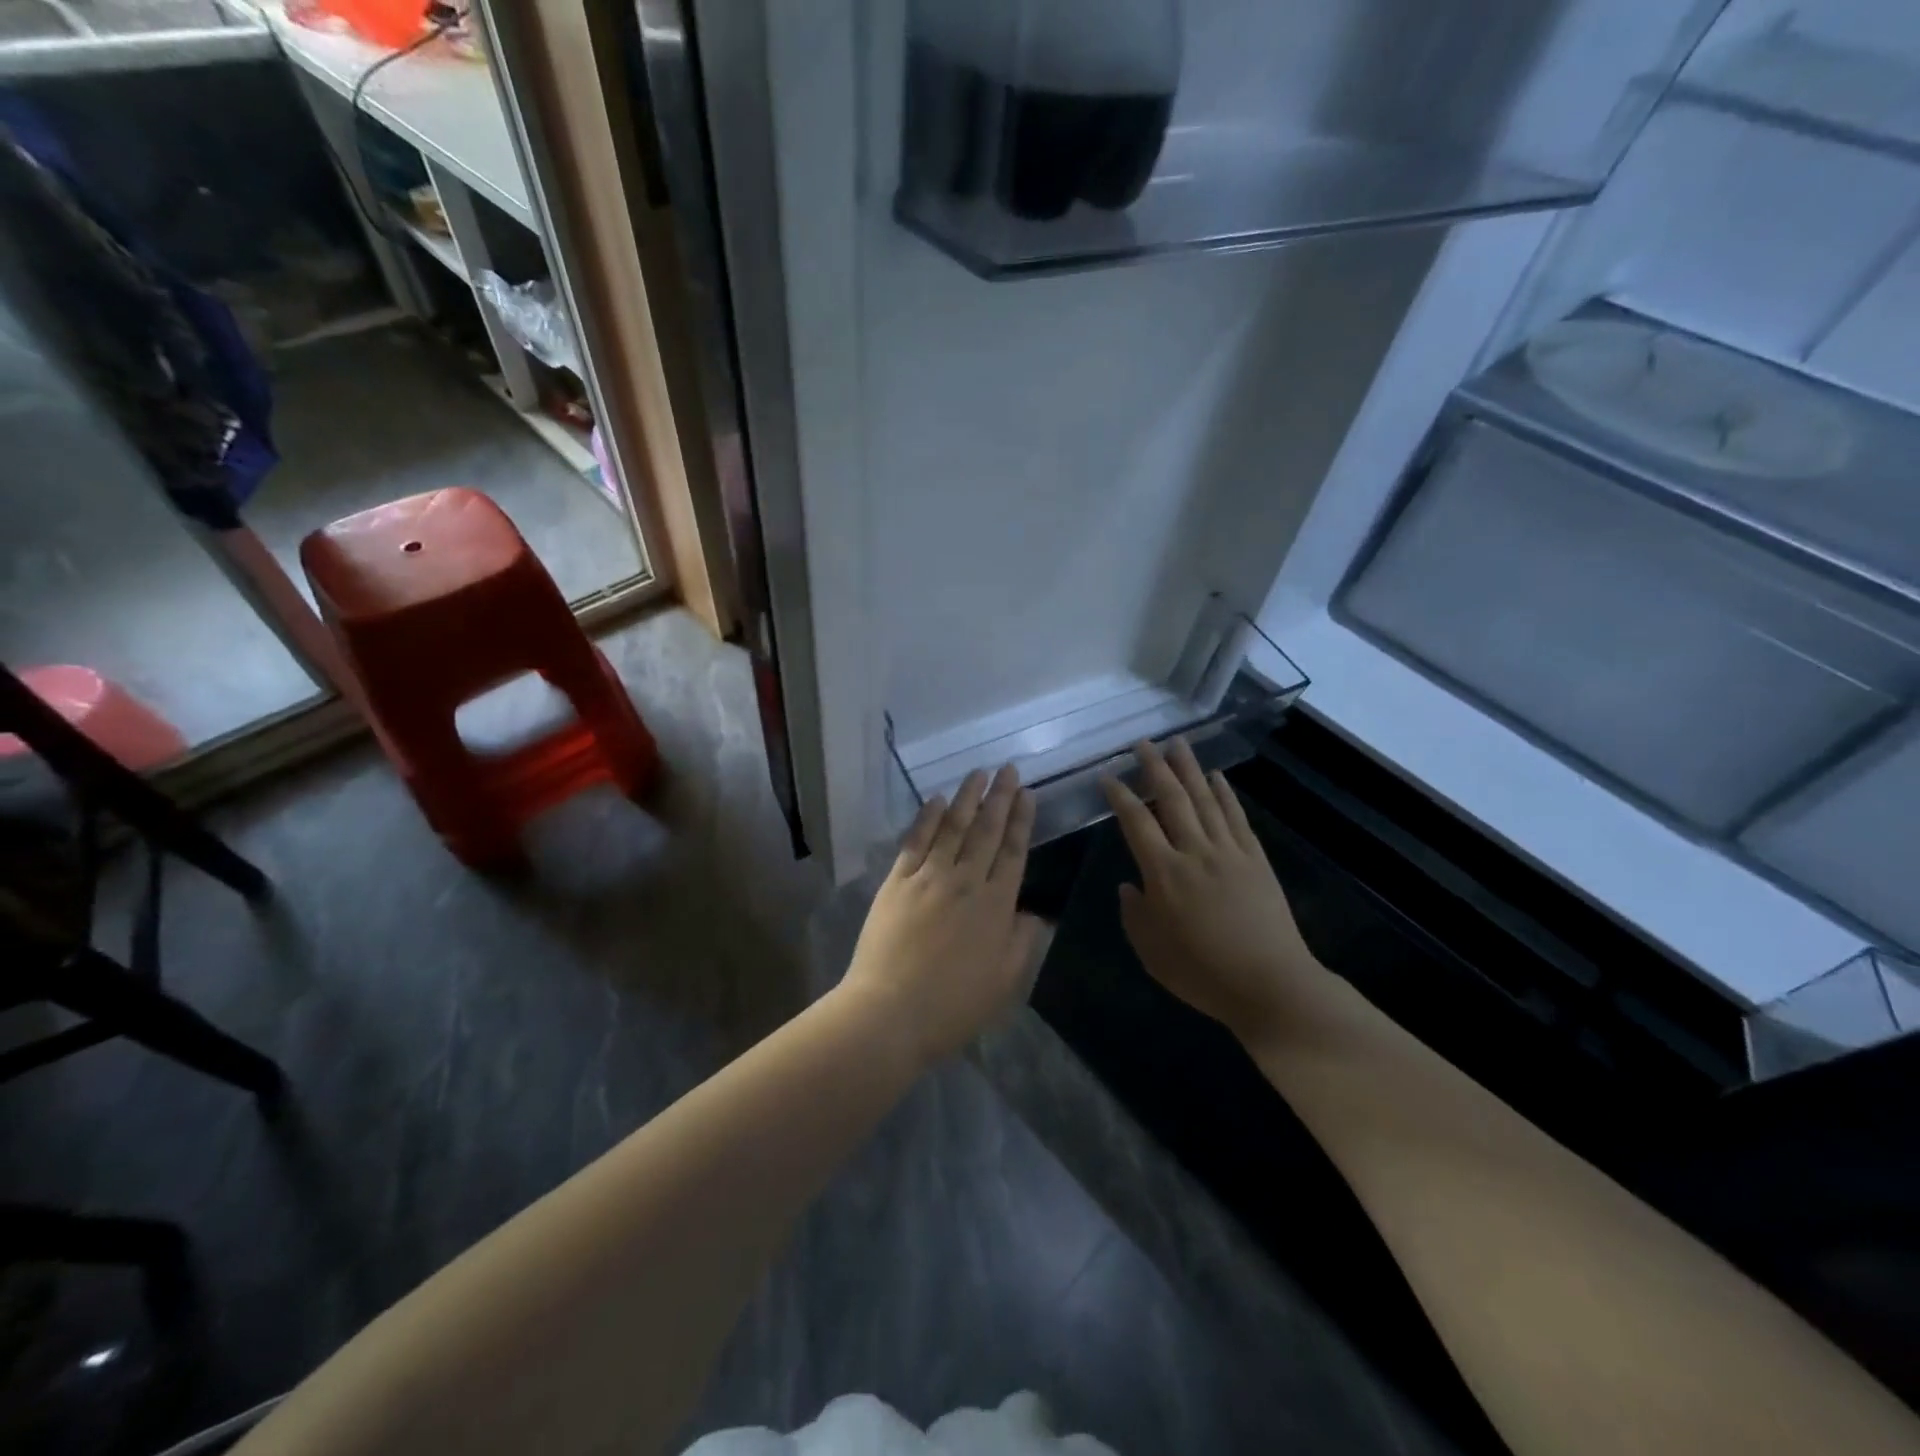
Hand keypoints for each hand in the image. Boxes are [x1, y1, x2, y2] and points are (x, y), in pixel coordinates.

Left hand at [840, 765, 1041, 1067]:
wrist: (891, 1012)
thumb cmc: (953, 1005)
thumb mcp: (1006, 982)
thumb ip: (1023, 941)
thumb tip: (1034, 912)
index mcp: (996, 905)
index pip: (1014, 852)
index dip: (1022, 821)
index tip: (1028, 794)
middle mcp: (965, 881)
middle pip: (986, 830)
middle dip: (1000, 797)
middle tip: (1009, 769)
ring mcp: (928, 877)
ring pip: (952, 827)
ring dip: (966, 797)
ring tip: (979, 773)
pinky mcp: (897, 881)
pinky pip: (915, 841)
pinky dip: (926, 818)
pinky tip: (935, 799)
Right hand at [1101, 738, 1324, 1044]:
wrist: (1270, 984)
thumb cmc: (1203, 973)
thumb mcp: (1152, 952)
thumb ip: (1134, 914)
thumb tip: (1129, 886)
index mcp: (1164, 873)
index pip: (1137, 822)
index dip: (1121, 796)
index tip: (1109, 776)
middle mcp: (1195, 852)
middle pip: (1172, 799)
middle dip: (1155, 768)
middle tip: (1143, 743)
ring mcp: (1229, 852)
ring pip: (1205, 800)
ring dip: (1190, 769)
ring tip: (1177, 744)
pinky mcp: (1256, 859)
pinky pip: (1237, 817)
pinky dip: (1225, 793)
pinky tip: (1216, 777)